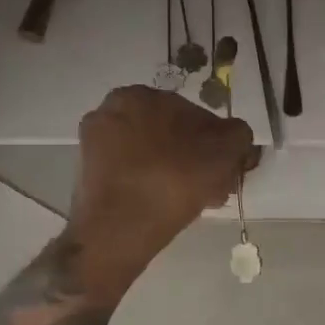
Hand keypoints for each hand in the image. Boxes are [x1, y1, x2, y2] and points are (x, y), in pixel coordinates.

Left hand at [69, 86, 256, 302]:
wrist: (119, 229)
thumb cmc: (174, 180)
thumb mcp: (225, 151)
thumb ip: (238, 135)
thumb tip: (237, 135)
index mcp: (140, 94)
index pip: (191, 114)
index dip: (214, 142)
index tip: (224, 168)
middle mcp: (111, 110)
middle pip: (167, 134)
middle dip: (191, 157)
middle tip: (210, 187)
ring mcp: (94, 143)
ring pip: (148, 154)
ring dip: (171, 171)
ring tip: (190, 202)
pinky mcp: (86, 174)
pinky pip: (129, 173)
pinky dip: (147, 184)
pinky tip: (163, 206)